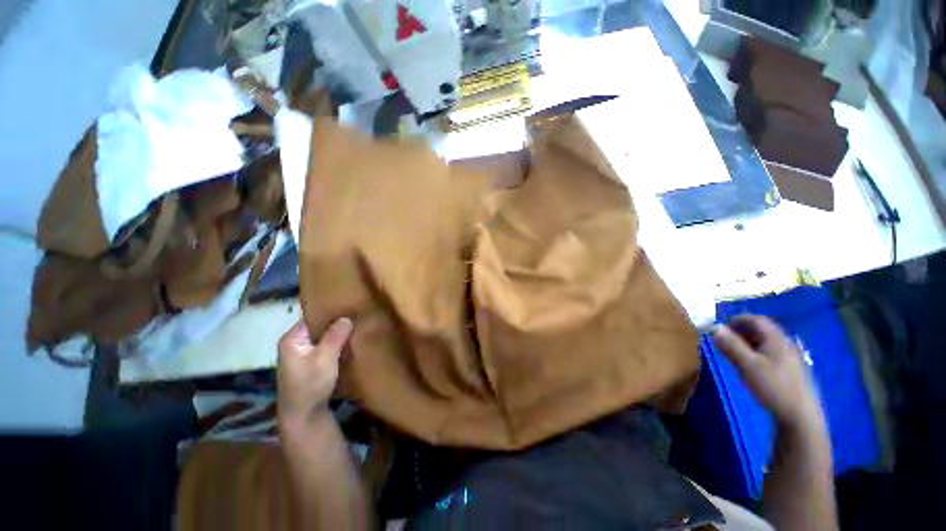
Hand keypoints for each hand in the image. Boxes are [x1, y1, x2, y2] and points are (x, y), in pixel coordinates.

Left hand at [277, 317, 353, 432]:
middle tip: (356, 314)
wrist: (303, 415)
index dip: (330, 310)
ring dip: (337, 332)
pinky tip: (349, 340)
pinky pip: (324, 344)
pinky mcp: (309, 361)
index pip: (313, 316)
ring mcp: (301, 352)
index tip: (349, 305)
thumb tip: (346, 317)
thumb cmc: (310, 385)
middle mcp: (294, 342)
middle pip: (318, 325)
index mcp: (292, 338)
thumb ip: (335, 337)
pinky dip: (335, 342)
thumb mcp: (324, 359)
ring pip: (322, 335)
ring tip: (356, 324)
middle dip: (336, 321)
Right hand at [712, 314, 825, 431]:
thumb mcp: (747, 365)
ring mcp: (791, 357)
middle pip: (762, 330)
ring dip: (748, 343)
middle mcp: (785, 343)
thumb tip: (714, 326)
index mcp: (776, 338)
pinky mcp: (792, 370)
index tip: (720, 328)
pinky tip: (751, 366)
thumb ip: (731, 345)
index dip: (737, 320)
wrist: (800, 416)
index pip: (756, 319)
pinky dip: (757, 353)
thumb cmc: (772, 386)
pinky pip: (771, 353)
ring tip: (734, 353)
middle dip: (741, 331)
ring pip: (766, 342)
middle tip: (724, 340)